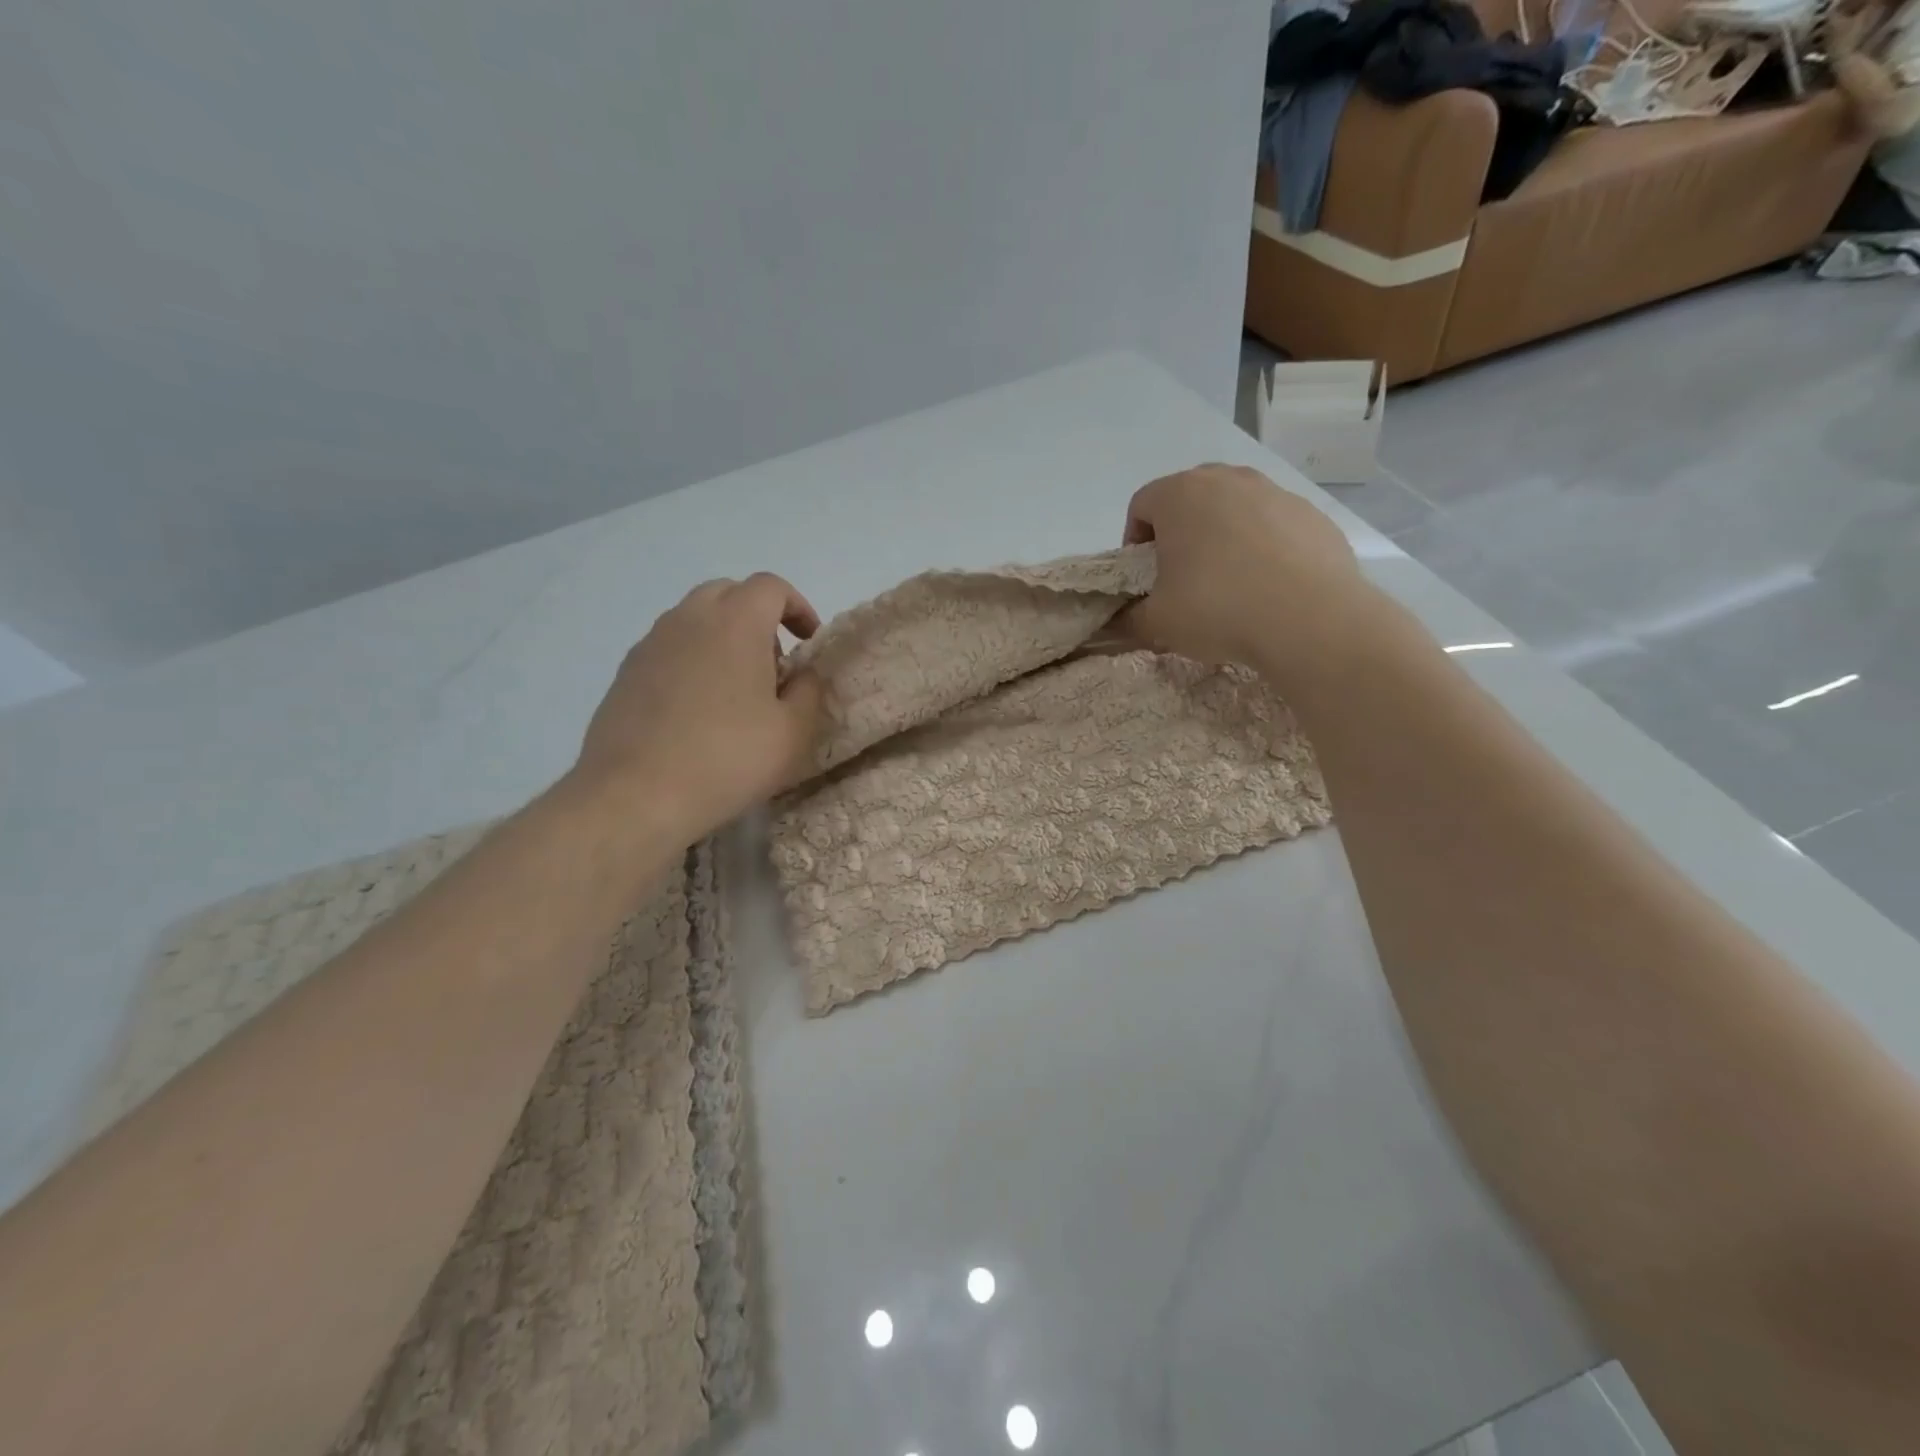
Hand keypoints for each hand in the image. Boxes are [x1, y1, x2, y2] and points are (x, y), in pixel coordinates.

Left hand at [573, 573, 825, 840]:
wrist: (634, 796)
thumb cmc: (727, 759)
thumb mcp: (793, 732)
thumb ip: (809, 691)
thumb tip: (803, 673)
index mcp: (735, 623)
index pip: (771, 587)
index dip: (798, 607)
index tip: (809, 641)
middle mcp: (689, 619)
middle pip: (729, 593)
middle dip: (758, 617)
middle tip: (774, 664)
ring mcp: (651, 644)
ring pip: (695, 618)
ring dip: (723, 637)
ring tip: (736, 689)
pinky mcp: (626, 672)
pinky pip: (669, 648)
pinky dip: (692, 659)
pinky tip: (697, 710)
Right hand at [1119, 463, 1369, 682]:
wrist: (1310, 619)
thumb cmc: (1218, 610)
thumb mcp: (1157, 623)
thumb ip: (1129, 618)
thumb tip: (1120, 620)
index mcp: (1180, 495)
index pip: (1141, 505)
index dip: (1134, 542)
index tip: (1145, 577)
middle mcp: (1227, 480)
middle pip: (1188, 498)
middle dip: (1179, 532)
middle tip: (1182, 576)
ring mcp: (1274, 492)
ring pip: (1234, 507)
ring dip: (1222, 535)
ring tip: (1229, 581)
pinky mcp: (1311, 514)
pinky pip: (1273, 524)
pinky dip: (1263, 546)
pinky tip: (1269, 585)